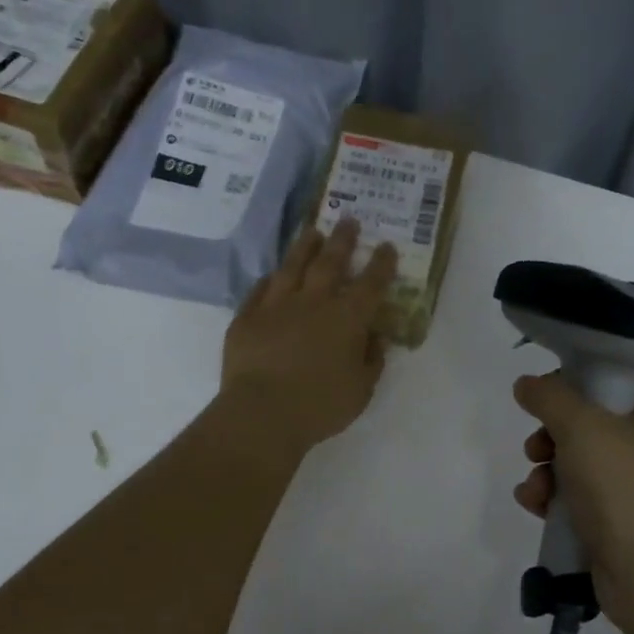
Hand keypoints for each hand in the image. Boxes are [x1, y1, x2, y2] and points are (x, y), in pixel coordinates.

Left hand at [220, 219, 397, 455]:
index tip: (387, 246)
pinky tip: (273, 275)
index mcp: (347, 319)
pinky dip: (270, 280)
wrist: (262, 413)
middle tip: (348, 220)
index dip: (381, 264)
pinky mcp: (247, 318)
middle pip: (330, 262)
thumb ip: (372, 360)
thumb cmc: (320, 405)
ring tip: (312, 232)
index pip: (371, 284)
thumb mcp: (361, 390)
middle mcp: (313, 302)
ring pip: (292, 267)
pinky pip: (260, 290)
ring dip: (304, 247)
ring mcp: (276, 306)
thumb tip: (375, 337)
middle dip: (342, 240)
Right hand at [512, 373, 633, 628]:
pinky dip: (554, 500)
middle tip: (537, 448)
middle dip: (552, 435)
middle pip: (591, 424)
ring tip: (534, 489)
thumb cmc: (625, 491)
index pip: (619, 381)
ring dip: (546, 472)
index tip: (547, 394)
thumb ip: (550, 398)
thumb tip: (527, 384)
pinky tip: (535, 506)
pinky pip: (579, 500)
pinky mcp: (619, 524)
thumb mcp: (583, 429)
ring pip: (579, 464)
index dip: (580, 381)